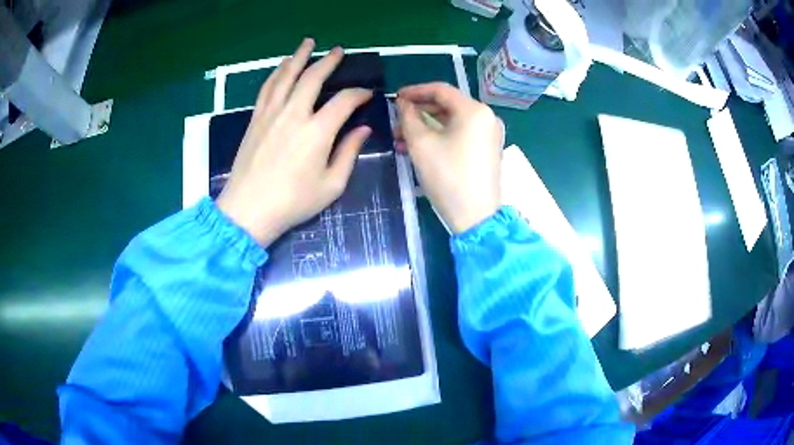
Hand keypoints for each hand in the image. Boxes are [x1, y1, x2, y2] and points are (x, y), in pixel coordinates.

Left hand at [217, 38, 372, 246]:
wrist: (248, 210)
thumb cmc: (293, 202)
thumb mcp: (331, 185)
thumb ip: (349, 153)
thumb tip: (363, 130)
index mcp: (318, 131)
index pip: (344, 100)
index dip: (359, 94)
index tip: (367, 94)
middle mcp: (294, 114)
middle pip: (313, 77)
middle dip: (329, 61)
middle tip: (338, 50)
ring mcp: (271, 114)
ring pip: (286, 76)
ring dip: (299, 57)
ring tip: (308, 43)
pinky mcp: (255, 119)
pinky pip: (267, 88)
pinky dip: (276, 73)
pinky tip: (282, 66)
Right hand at [396, 82, 503, 233]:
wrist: (476, 217)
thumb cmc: (448, 176)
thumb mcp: (421, 144)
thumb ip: (408, 117)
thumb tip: (403, 104)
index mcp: (474, 110)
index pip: (440, 90)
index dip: (415, 91)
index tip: (395, 98)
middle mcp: (486, 117)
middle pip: (447, 106)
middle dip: (418, 112)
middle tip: (396, 121)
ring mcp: (489, 134)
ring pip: (452, 122)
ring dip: (426, 127)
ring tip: (400, 139)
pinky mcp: (487, 150)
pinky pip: (460, 135)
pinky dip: (440, 137)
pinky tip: (418, 148)